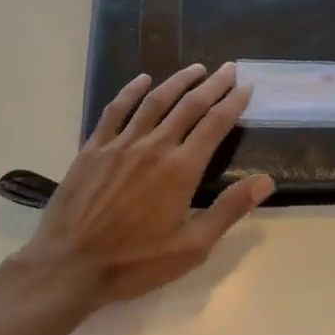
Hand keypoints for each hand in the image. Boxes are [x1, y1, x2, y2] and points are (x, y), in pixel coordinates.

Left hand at [15, 63, 274, 310]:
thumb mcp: (191, 247)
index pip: (215, 125)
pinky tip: (142, 80)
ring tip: (196, 68)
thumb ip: (228, 210)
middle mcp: (154, 147)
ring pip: (154, 101)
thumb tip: (266, 181)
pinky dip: (131, 91)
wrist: (69, 266)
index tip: (246, 87)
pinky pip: (116, 110)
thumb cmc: (135, 262)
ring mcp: (120, 144)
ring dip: (177, 81)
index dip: (233, 103)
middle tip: (228, 68)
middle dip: (212, 85)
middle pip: (189, 106)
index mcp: (181, 170)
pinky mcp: (93, 148)